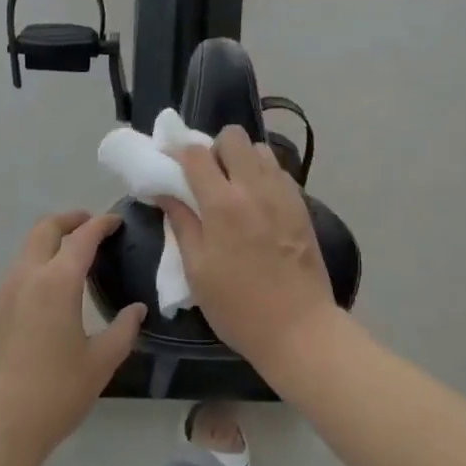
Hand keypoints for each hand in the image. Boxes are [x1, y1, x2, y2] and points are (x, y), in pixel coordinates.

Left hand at [0, 211, 144, 465]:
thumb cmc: (53, 395)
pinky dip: (35, 270)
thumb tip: (137, 310)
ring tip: (72, 262)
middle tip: (91, 227)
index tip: (116, 221)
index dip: (101, 224)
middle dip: (69, 220)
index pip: (82, 237)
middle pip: (45, 229)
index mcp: (57, 282)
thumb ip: (123, 330)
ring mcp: (1, 294)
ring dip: (50, 245)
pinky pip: (15, 278)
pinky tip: (47, 299)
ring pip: (26, 251)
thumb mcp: (100, 364)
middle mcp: (26, 277)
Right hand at [163, 128, 338, 373]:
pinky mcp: (301, 204)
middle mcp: (255, 188)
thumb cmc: (238, 307)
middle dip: (215, 148)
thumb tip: (164, 192)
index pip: (196, 154)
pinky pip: (278, 171)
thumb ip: (181, 223)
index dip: (178, 152)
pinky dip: (263, 175)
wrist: (299, 329)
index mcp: (223, 204)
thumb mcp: (197, 270)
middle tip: (207, 178)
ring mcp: (283, 193)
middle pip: (233, 136)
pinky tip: (257, 203)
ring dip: (242, 159)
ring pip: (260, 148)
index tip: (169, 163)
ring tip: (234, 188)